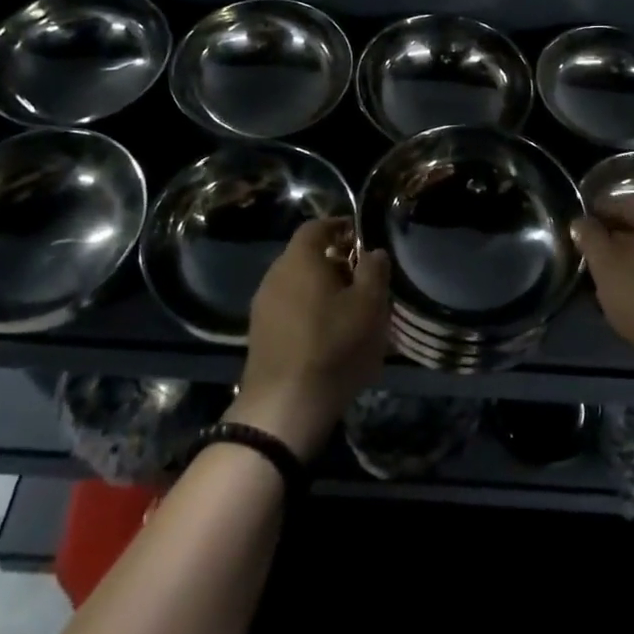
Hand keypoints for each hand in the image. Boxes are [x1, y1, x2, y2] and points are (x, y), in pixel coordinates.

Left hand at [228, 219, 391, 458]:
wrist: (284, 406)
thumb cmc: (333, 346)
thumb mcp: (369, 306)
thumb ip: (374, 271)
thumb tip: (373, 252)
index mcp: (299, 259)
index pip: (317, 227)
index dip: (340, 227)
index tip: (360, 238)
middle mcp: (275, 274)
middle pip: (306, 256)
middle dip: (335, 262)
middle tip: (363, 280)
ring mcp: (263, 305)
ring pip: (298, 284)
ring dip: (323, 289)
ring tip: (350, 310)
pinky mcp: (260, 333)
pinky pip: (289, 308)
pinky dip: (309, 310)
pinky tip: (329, 334)